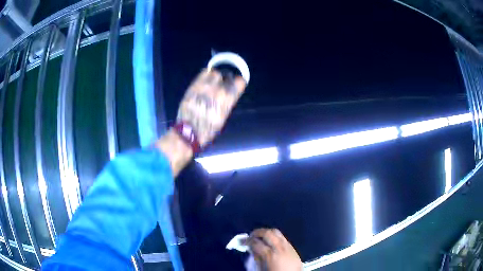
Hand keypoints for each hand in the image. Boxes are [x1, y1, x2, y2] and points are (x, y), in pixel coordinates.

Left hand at [176, 69, 246, 146]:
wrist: (189, 132)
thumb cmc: (208, 129)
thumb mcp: (222, 117)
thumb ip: (226, 103)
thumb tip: (228, 95)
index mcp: (227, 100)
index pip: (239, 82)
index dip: (238, 83)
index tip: (236, 85)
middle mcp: (217, 90)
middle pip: (226, 77)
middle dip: (225, 81)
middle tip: (222, 86)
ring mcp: (204, 87)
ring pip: (214, 73)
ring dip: (215, 77)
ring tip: (212, 83)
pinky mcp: (194, 86)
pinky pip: (202, 74)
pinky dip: (205, 76)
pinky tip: (204, 81)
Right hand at [247, 228, 302, 270]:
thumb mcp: (262, 269)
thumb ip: (257, 259)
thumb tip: (252, 250)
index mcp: (270, 255)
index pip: (256, 243)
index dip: (247, 241)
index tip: (243, 241)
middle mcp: (279, 247)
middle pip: (267, 233)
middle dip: (257, 232)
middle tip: (251, 236)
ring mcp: (287, 246)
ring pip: (277, 232)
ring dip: (267, 232)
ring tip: (261, 236)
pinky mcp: (293, 247)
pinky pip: (283, 237)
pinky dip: (275, 236)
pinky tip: (272, 241)